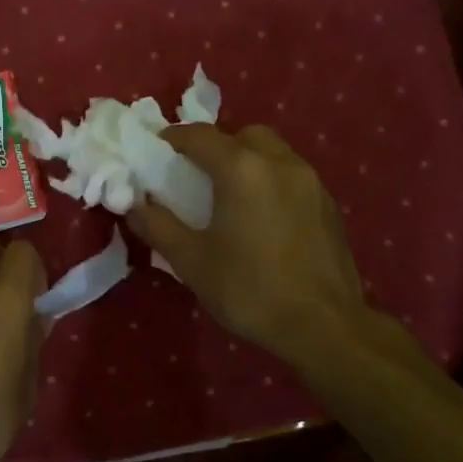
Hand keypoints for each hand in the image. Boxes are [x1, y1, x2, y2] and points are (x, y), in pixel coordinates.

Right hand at [126, 124, 380, 376]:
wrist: (324, 326)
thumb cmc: (249, 290)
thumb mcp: (191, 261)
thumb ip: (158, 226)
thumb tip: (133, 206)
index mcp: (242, 169)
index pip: (199, 135)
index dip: (173, 138)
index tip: (156, 151)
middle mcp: (279, 162)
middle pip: (243, 135)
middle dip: (216, 146)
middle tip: (197, 174)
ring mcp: (310, 181)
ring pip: (272, 152)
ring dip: (247, 161)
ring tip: (230, 195)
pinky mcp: (329, 204)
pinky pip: (292, 175)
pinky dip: (271, 180)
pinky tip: (262, 217)